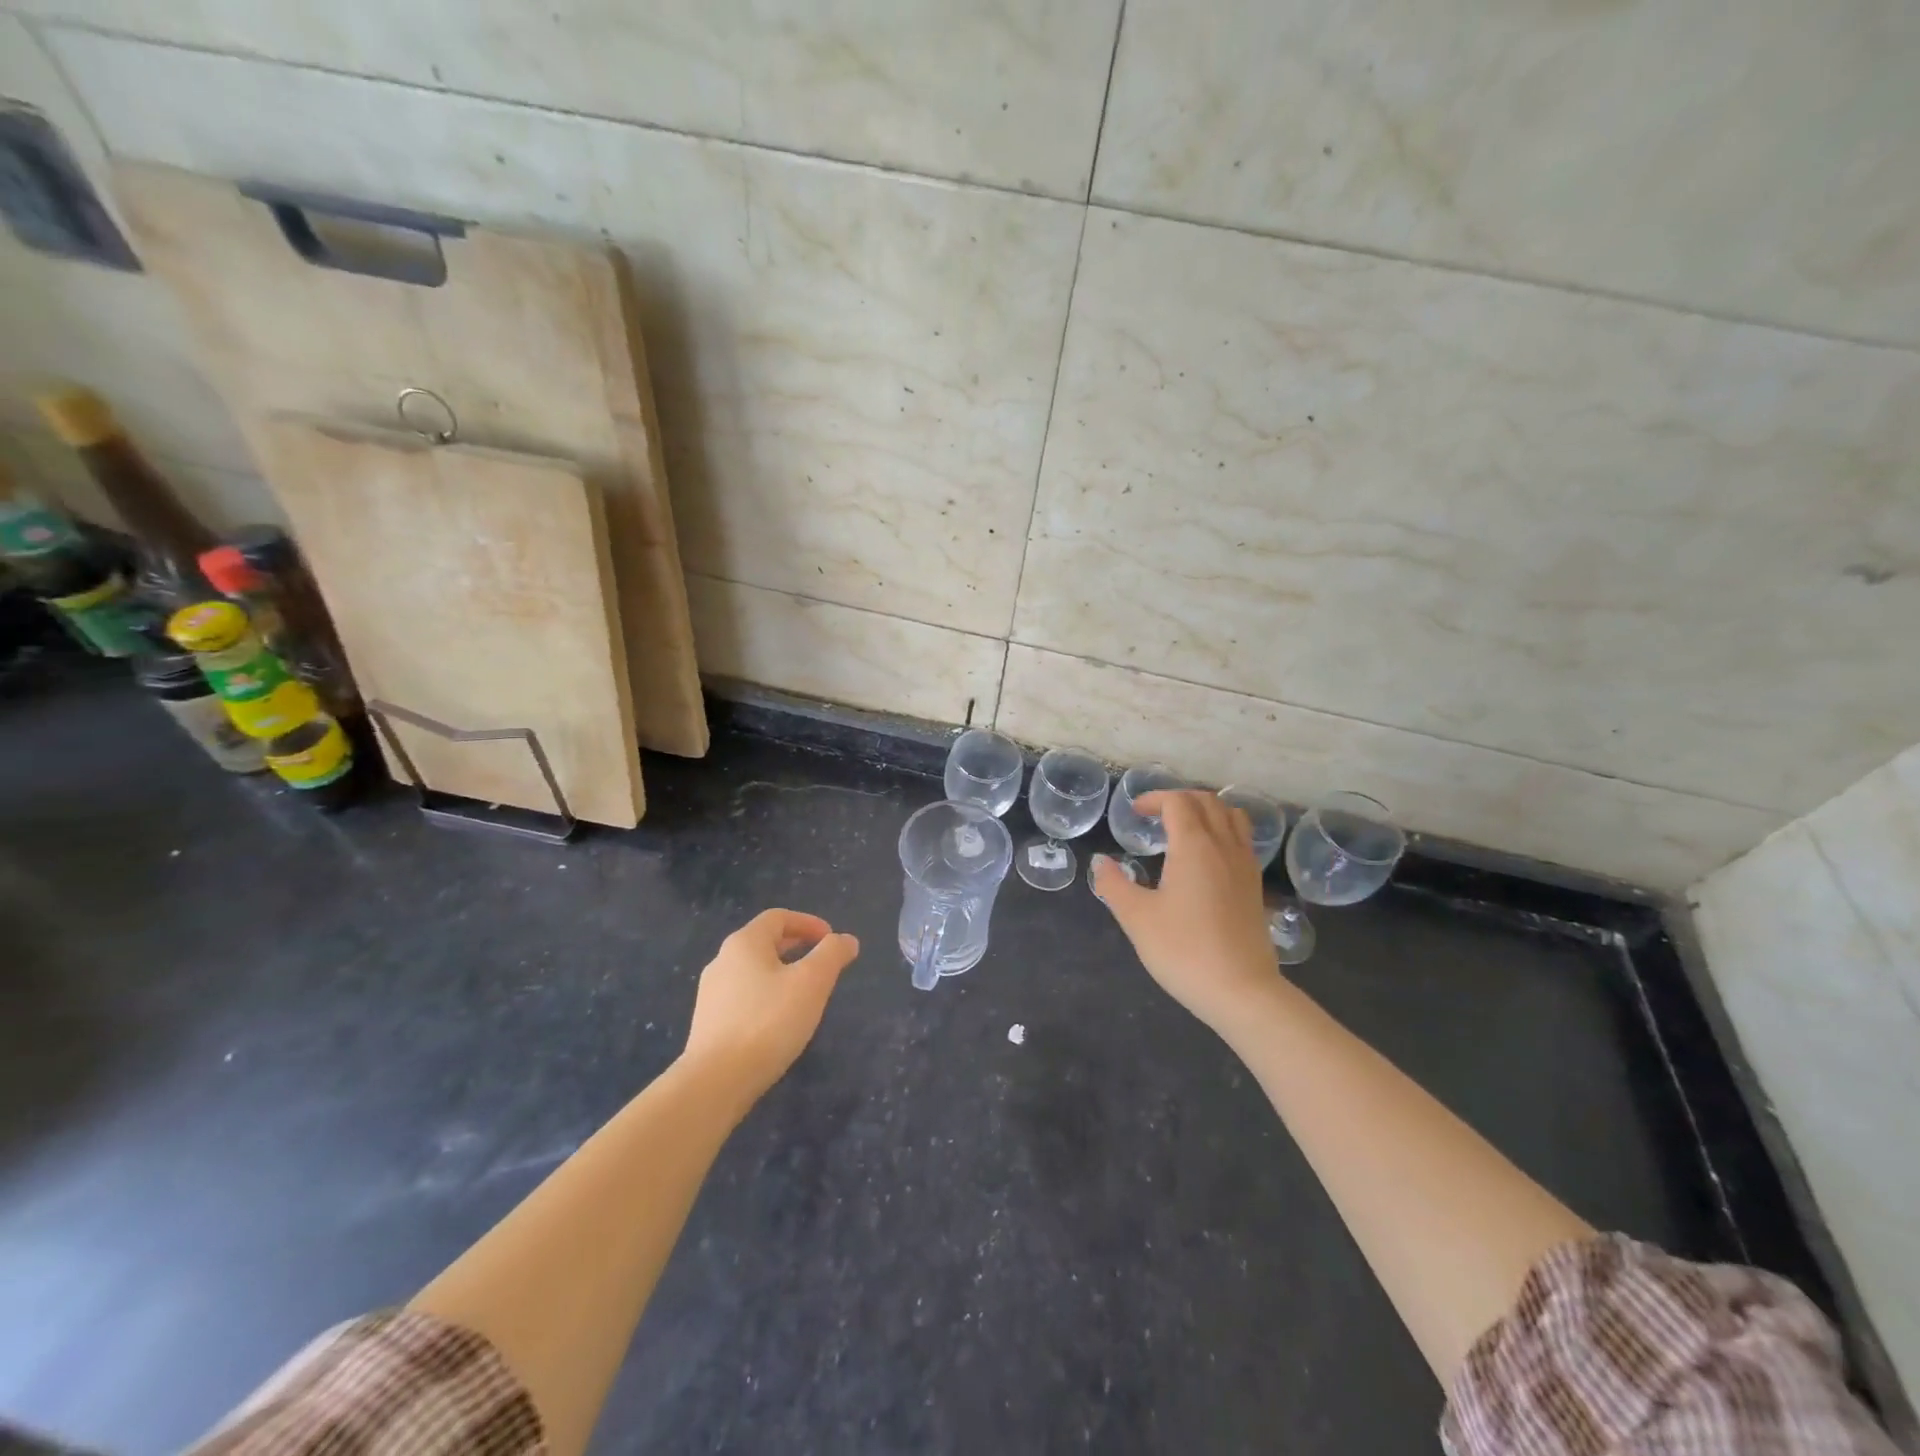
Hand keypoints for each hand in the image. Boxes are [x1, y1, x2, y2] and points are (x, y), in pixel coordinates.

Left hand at [682, 909, 858, 1106]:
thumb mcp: (812, 982)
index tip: (831, 939)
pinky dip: (765, 996)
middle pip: (763, 942)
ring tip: (804, 993)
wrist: (716, 1081)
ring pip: (752, 971)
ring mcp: (711, 993)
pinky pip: (743, 997)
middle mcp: (722, 961)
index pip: (778, 917)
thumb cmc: (769, 1021)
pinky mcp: (708, 1023)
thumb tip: (846, 940)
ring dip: (780, 973)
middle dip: (795, 947)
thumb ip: (832, 954)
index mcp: (744, 943)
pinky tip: (778, 1021)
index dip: (808, 923)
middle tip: (821, 962)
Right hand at [1092, 791, 1278, 1032]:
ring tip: (1184, 828)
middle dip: (1179, 799)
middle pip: (1207, 801)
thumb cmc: (1183, 950)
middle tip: (1155, 815)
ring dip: (1206, 810)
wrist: (1241, 991)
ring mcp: (1245, 865)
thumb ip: (1114, 884)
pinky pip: (1242, 838)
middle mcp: (1224, 846)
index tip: (1135, 812)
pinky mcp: (1254, 885)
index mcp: (1194, 845)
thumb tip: (1101, 862)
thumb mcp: (1137, 918)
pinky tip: (1207, 857)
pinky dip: (1223, 830)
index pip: (1177, 802)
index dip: (1154, 799)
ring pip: (1231, 816)